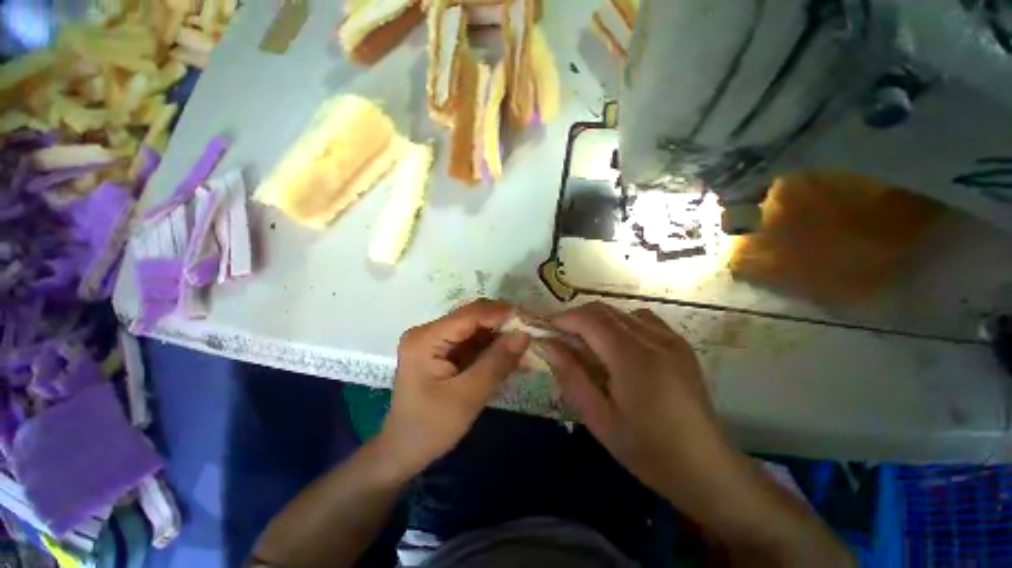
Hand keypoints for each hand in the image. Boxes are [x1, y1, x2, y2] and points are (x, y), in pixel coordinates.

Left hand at [378, 300, 530, 476]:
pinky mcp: (442, 350)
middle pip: (472, 317)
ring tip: (523, 346)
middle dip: (502, 324)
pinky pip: (472, 340)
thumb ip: (497, 363)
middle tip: (530, 334)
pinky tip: (509, 355)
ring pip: (475, 327)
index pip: (469, 315)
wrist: (403, 451)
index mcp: (426, 338)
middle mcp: (428, 331)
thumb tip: (524, 334)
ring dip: (499, 335)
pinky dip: (491, 346)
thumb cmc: (430, 428)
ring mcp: (434, 340)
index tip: (529, 321)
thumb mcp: (468, 397)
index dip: (500, 314)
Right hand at [536, 302, 747, 517]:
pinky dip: (620, 324)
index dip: (563, 319)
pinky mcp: (680, 344)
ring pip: (621, 312)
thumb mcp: (599, 418)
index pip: (589, 319)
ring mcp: (671, 339)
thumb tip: (546, 344)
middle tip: (562, 340)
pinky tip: (619, 349)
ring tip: (589, 346)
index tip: (546, 330)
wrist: (706, 468)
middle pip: (604, 310)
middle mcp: (654, 339)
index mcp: (633, 359)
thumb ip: (570, 375)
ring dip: (597, 321)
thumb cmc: (647, 450)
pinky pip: (641, 319)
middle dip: (576, 318)